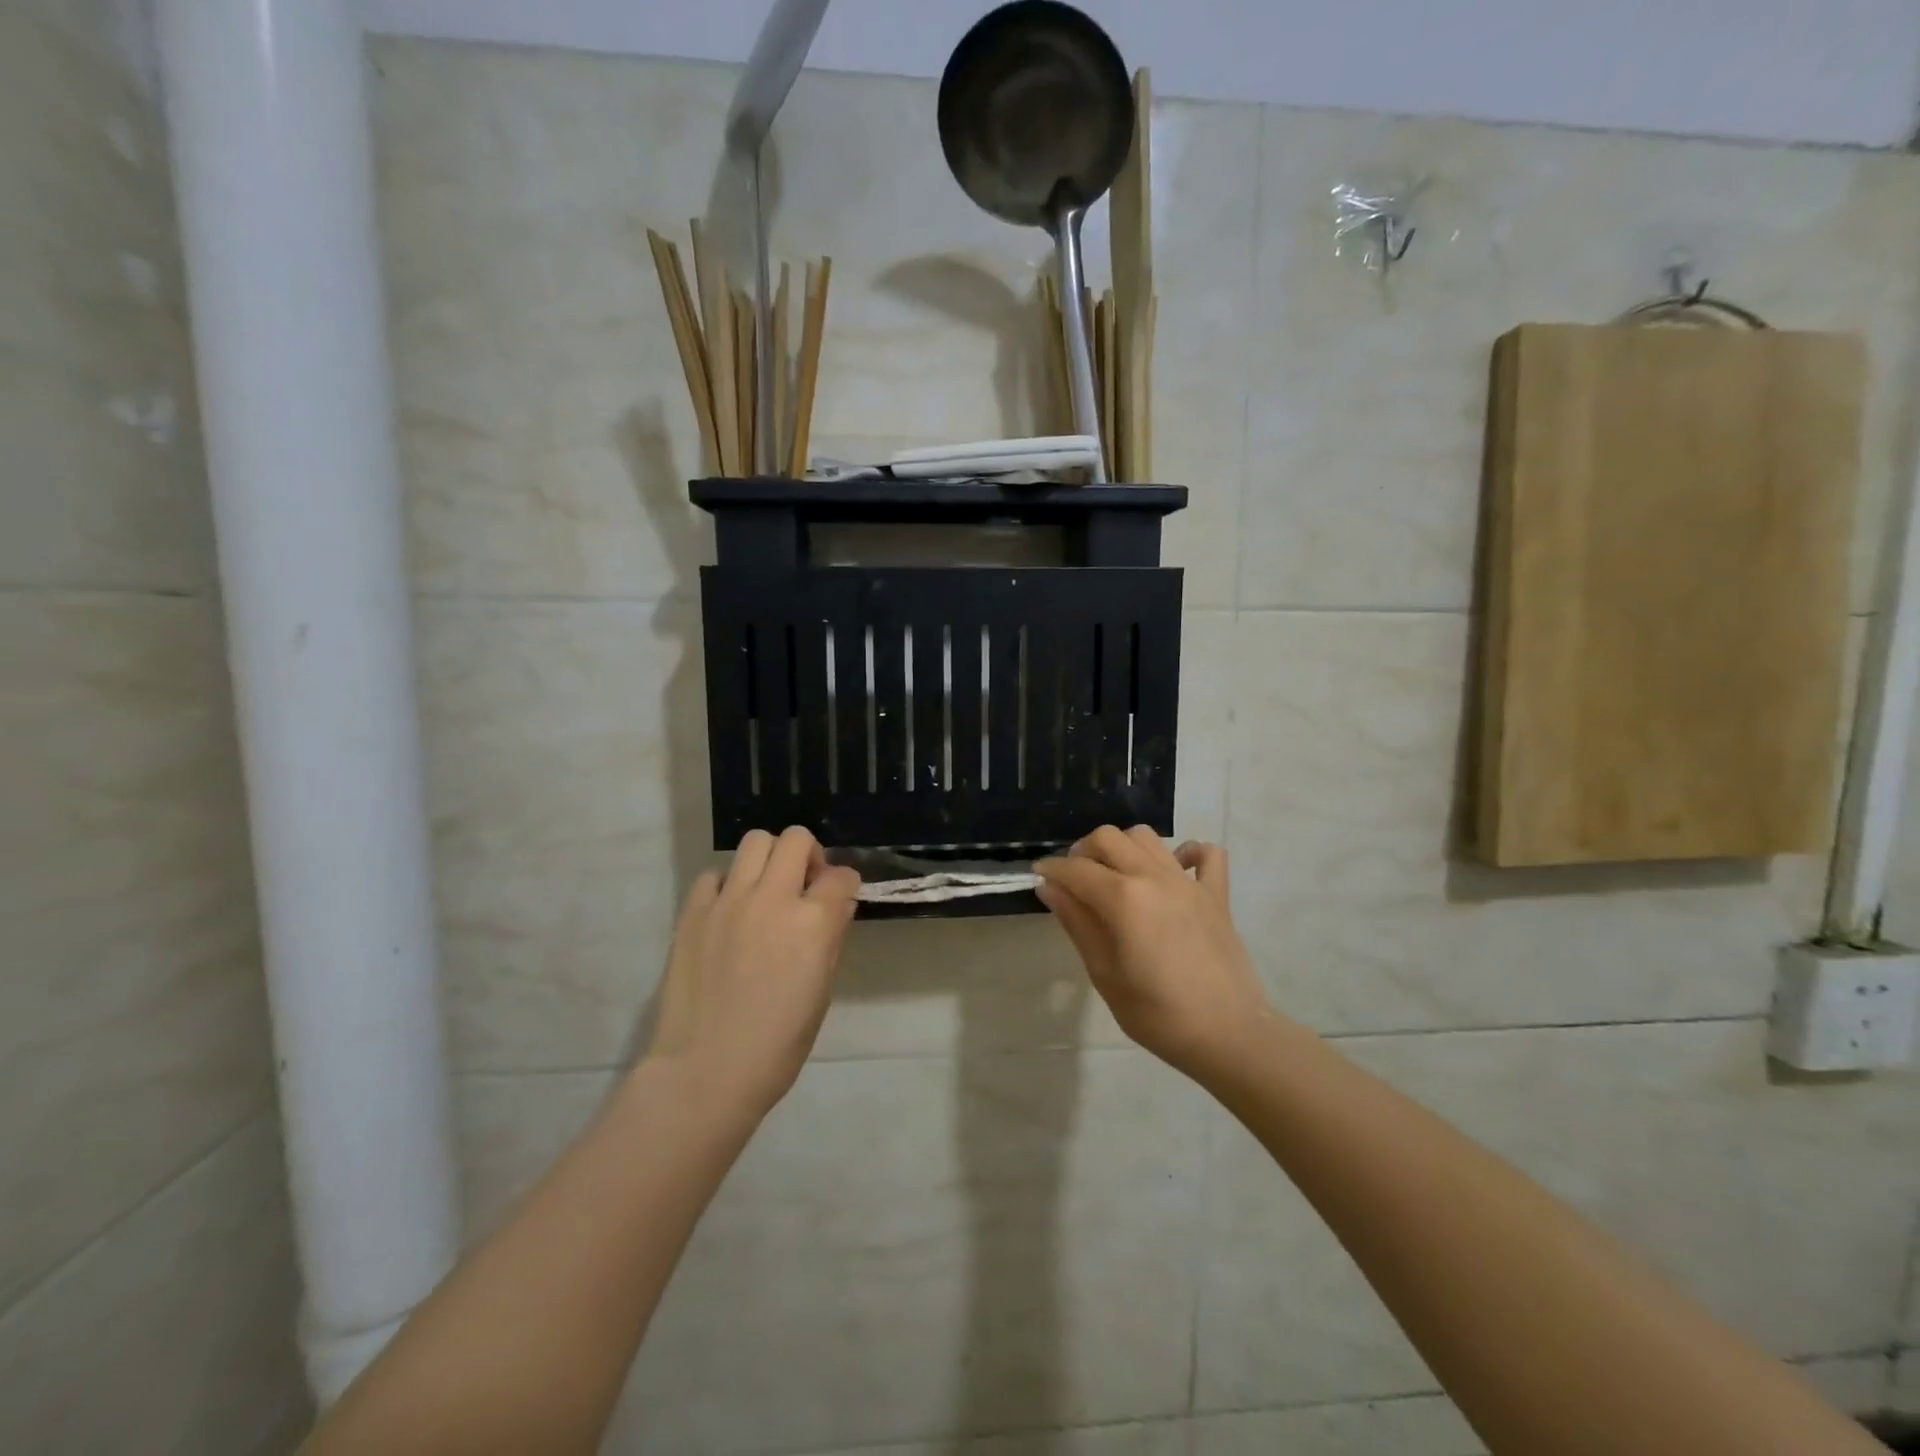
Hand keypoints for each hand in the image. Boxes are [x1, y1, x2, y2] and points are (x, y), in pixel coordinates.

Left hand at [644, 827, 860, 1122]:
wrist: (705, 1072)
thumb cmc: (777, 1045)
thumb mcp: (822, 992)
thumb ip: (830, 938)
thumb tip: (835, 907)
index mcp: (813, 923)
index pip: (841, 876)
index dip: (845, 885)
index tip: (840, 899)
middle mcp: (772, 899)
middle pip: (797, 840)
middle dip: (809, 855)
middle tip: (804, 885)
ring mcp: (728, 901)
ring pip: (755, 842)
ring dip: (769, 859)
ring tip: (766, 890)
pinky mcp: (693, 912)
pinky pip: (714, 875)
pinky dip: (728, 885)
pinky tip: (729, 913)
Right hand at [1036, 827, 1272, 1083]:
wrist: (1229, 1035)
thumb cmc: (1157, 1014)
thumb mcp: (1104, 974)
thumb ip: (1077, 924)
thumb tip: (1050, 888)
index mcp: (1123, 898)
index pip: (1076, 869)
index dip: (1052, 870)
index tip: (1039, 877)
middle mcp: (1154, 877)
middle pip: (1109, 838)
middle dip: (1083, 851)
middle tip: (1075, 880)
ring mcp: (1189, 882)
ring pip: (1147, 838)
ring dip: (1124, 848)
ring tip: (1116, 876)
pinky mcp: (1216, 894)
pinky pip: (1207, 855)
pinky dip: (1188, 853)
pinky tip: (1174, 871)